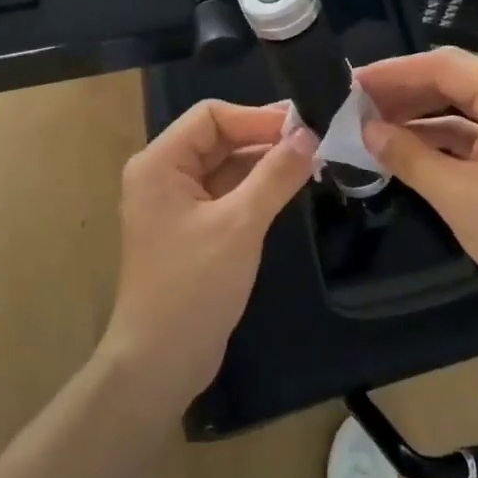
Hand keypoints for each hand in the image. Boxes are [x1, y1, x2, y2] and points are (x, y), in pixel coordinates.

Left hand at [101, 101, 316, 408]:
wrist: (160, 362)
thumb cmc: (193, 286)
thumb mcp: (240, 225)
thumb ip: (275, 175)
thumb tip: (310, 134)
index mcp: (160, 163)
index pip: (211, 116)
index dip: (257, 117)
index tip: (304, 126)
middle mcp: (163, 174)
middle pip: (218, 138)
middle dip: (264, 137)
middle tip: (317, 139)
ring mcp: (177, 203)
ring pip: (225, 165)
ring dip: (264, 162)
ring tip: (312, 160)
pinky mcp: (192, 227)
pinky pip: (227, 192)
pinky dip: (256, 187)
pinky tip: (290, 186)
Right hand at [357, 47, 477, 324]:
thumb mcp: (457, 197)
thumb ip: (408, 156)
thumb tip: (366, 130)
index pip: (445, 67)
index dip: (394, 72)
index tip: (352, 84)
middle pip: (452, 80)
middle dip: (403, 91)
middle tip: (355, 104)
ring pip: (459, 105)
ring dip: (417, 113)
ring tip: (370, 123)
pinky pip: (471, 129)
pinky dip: (437, 136)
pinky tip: (402, 145)